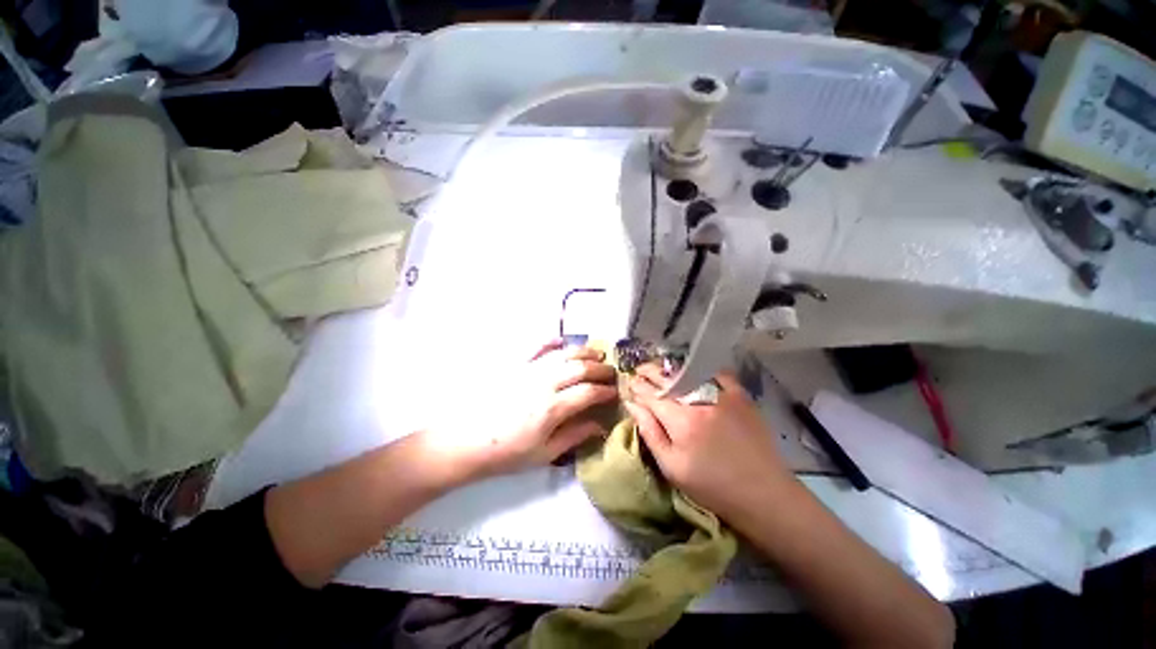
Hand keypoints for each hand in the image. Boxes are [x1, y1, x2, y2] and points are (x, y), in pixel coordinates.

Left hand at [422, 340, 618, 482]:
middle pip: (580, 368)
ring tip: (596, 354)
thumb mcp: (544, 453)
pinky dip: (551, 341)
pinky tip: (562, 341)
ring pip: (563, 354)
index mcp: (552, 408)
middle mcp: (544, 383)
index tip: (614, 392)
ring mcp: (528, 370)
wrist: (466, 442)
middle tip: (611, 372)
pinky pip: (536, 347)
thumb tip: (600, 425)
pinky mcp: (515, 365)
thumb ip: (574, 435)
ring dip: (583, 352)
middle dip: (601, 369)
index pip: (589, 392)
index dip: (605, 391)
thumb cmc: (507, 453)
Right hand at [625, 364, 792, 519]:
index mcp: (681, 420)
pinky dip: (703, 369)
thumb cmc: (711, 486)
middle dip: (650, 373)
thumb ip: (649, 432)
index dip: (638, 388)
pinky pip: (718, 374)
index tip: (629, 383)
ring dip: (671, 369)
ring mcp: (722, 396)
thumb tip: (632, 404)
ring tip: (660, 369)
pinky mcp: (741, 397)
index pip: (651, 395)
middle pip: (668, 379)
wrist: (762, 494)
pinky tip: (694, 370)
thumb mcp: (671, 467)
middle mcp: (700, 401)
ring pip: (689, 373)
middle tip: (639, 371)